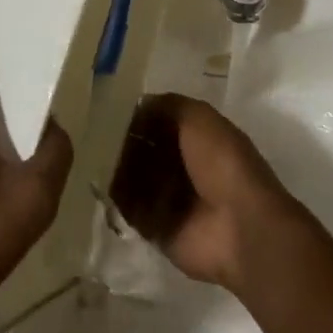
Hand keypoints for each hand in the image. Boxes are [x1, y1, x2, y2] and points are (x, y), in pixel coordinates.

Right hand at [115, 93, 299, 293]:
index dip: (138, 117)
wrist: (239, 227)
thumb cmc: (222, 164)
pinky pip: (128, 211)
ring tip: (93, 159)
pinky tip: (99, 185)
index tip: (110, 111)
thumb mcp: (199, 117)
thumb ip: (169, 106)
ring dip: (117, 170)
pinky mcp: (157, 229)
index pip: (158, 123)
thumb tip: (138, 103)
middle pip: (143, 151)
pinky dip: (115, 200)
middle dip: (123, 144)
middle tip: (97, 137)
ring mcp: (169, 200)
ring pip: (132, 179)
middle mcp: (183, 167)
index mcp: (197, 139)